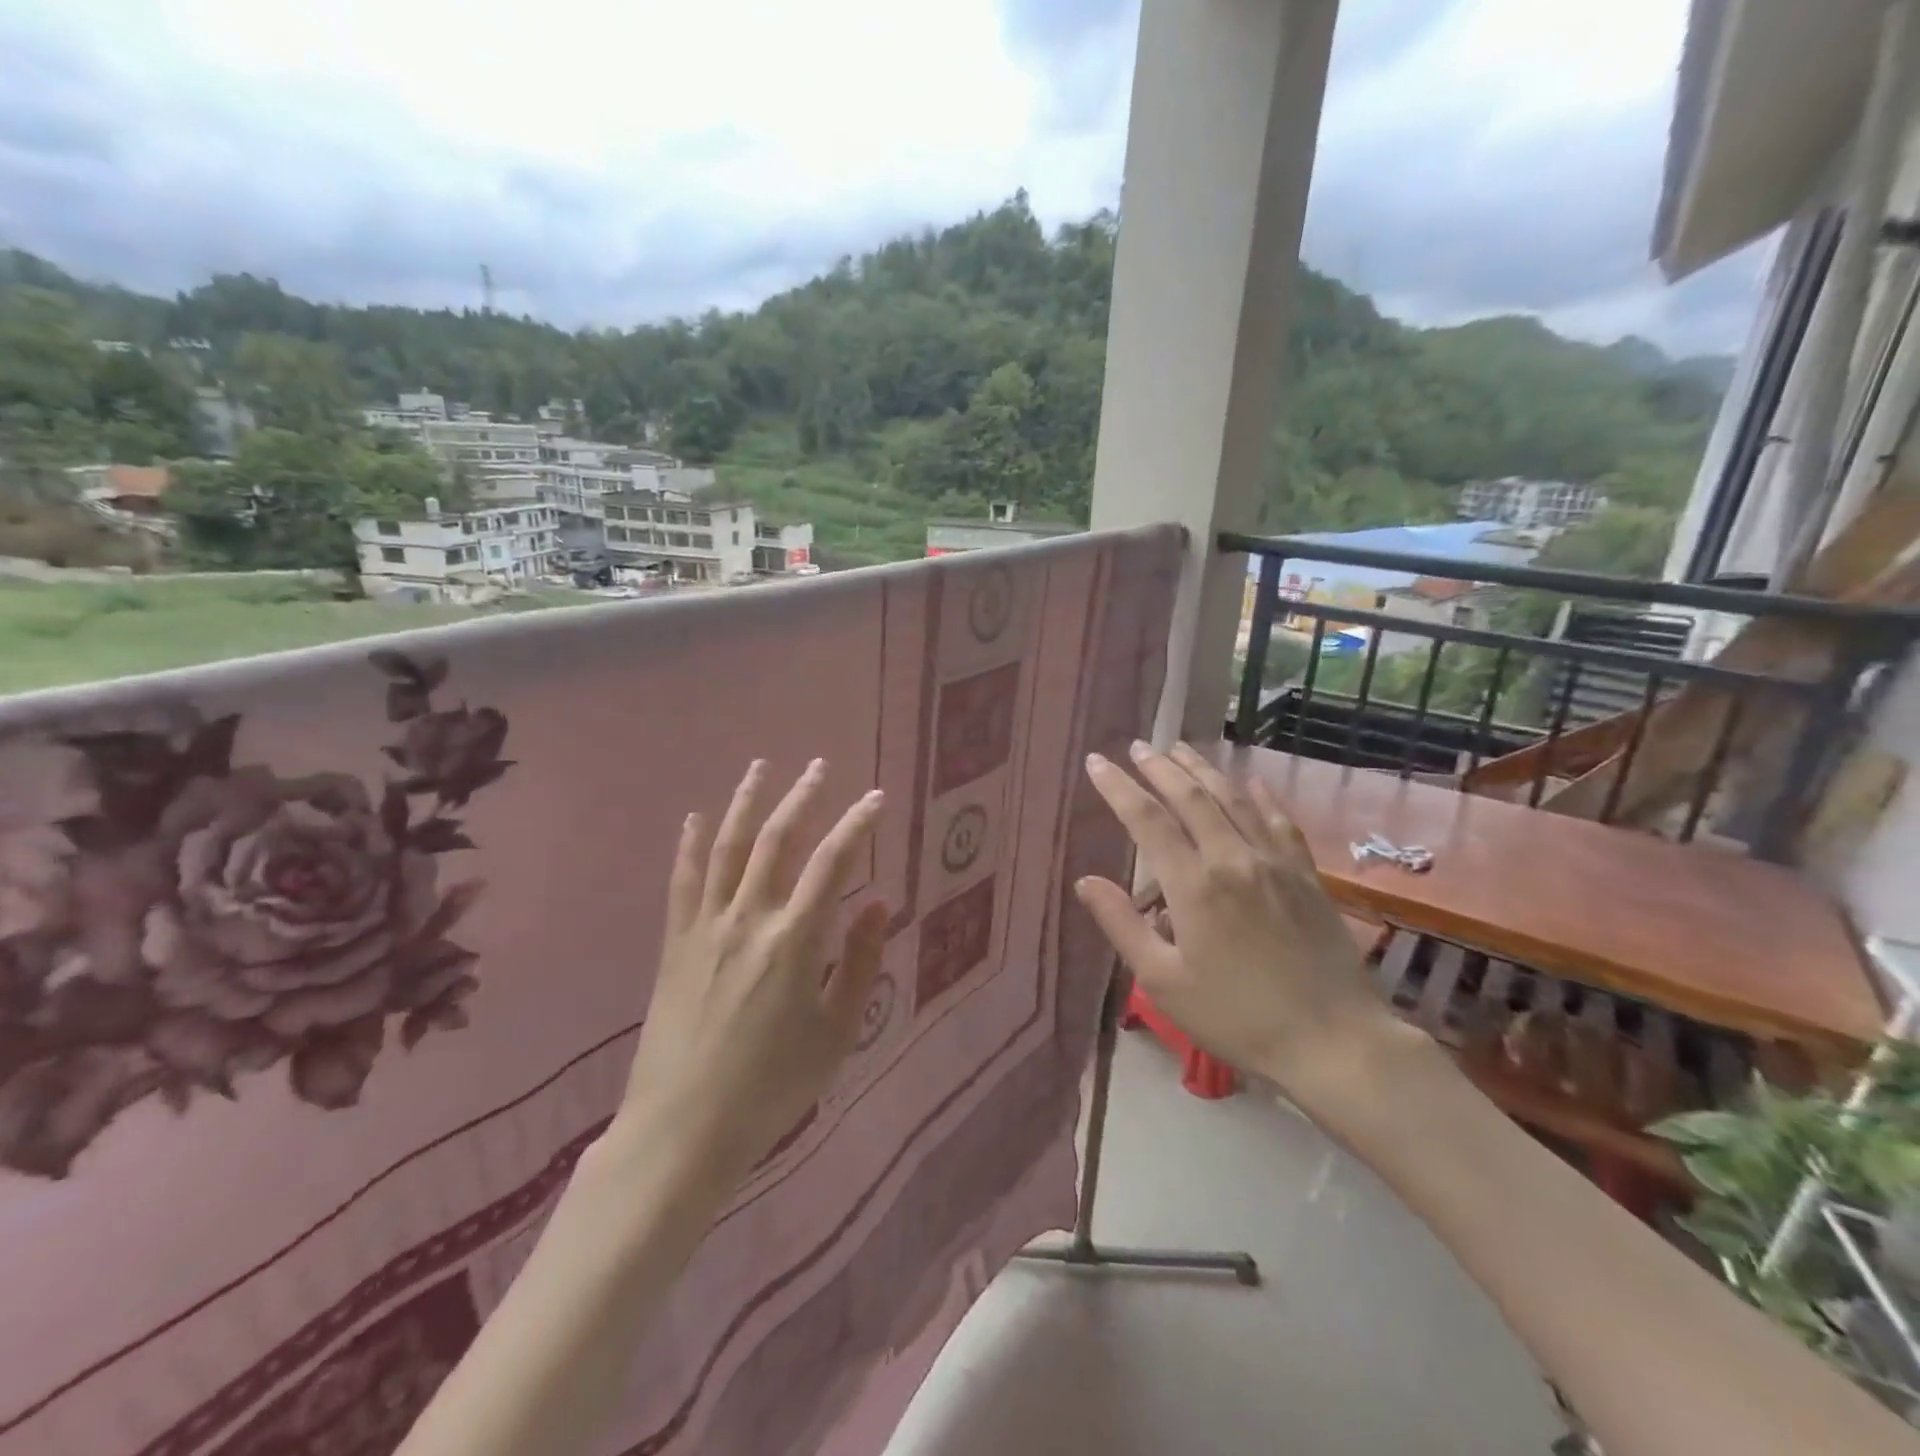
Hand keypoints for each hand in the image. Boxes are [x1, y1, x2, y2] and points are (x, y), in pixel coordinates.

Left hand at [616, 758, 887, 1187]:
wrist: (683, 1130)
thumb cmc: (772, 1087)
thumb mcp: (836, 1033)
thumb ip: (859, 963)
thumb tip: (877, 904)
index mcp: (794, 941)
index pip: (832, 863)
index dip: (857, 825)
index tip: (875, 798)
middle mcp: (748, 919)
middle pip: (777, 840)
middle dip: (802, 797)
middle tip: (819, 766)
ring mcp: (705, 927)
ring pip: (728, 848)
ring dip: (746, 803)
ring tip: (761, 767)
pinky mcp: (675, 944)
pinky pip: (683, 881)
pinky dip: (691, 845)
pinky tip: (696, 819)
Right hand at [1075, 741, 1400, 1106]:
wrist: (1333, 1040)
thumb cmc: (1236, 1016)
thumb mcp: (1164, 982)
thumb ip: (1122, 926)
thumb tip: (1085, 881)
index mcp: (1194, 885)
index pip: (1147, 820)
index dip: (1119, 787)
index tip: (1097, 763)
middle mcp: (1233, 859)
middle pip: (1191, 797)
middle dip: (1159, 768)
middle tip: (1137, 746)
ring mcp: (1275, 863)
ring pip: (1233, 799)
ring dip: (1204, 770)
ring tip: (1181, 749)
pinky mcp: (1306, 875)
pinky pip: (1279, 821)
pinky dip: (1261, 796)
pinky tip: (1252, 782)